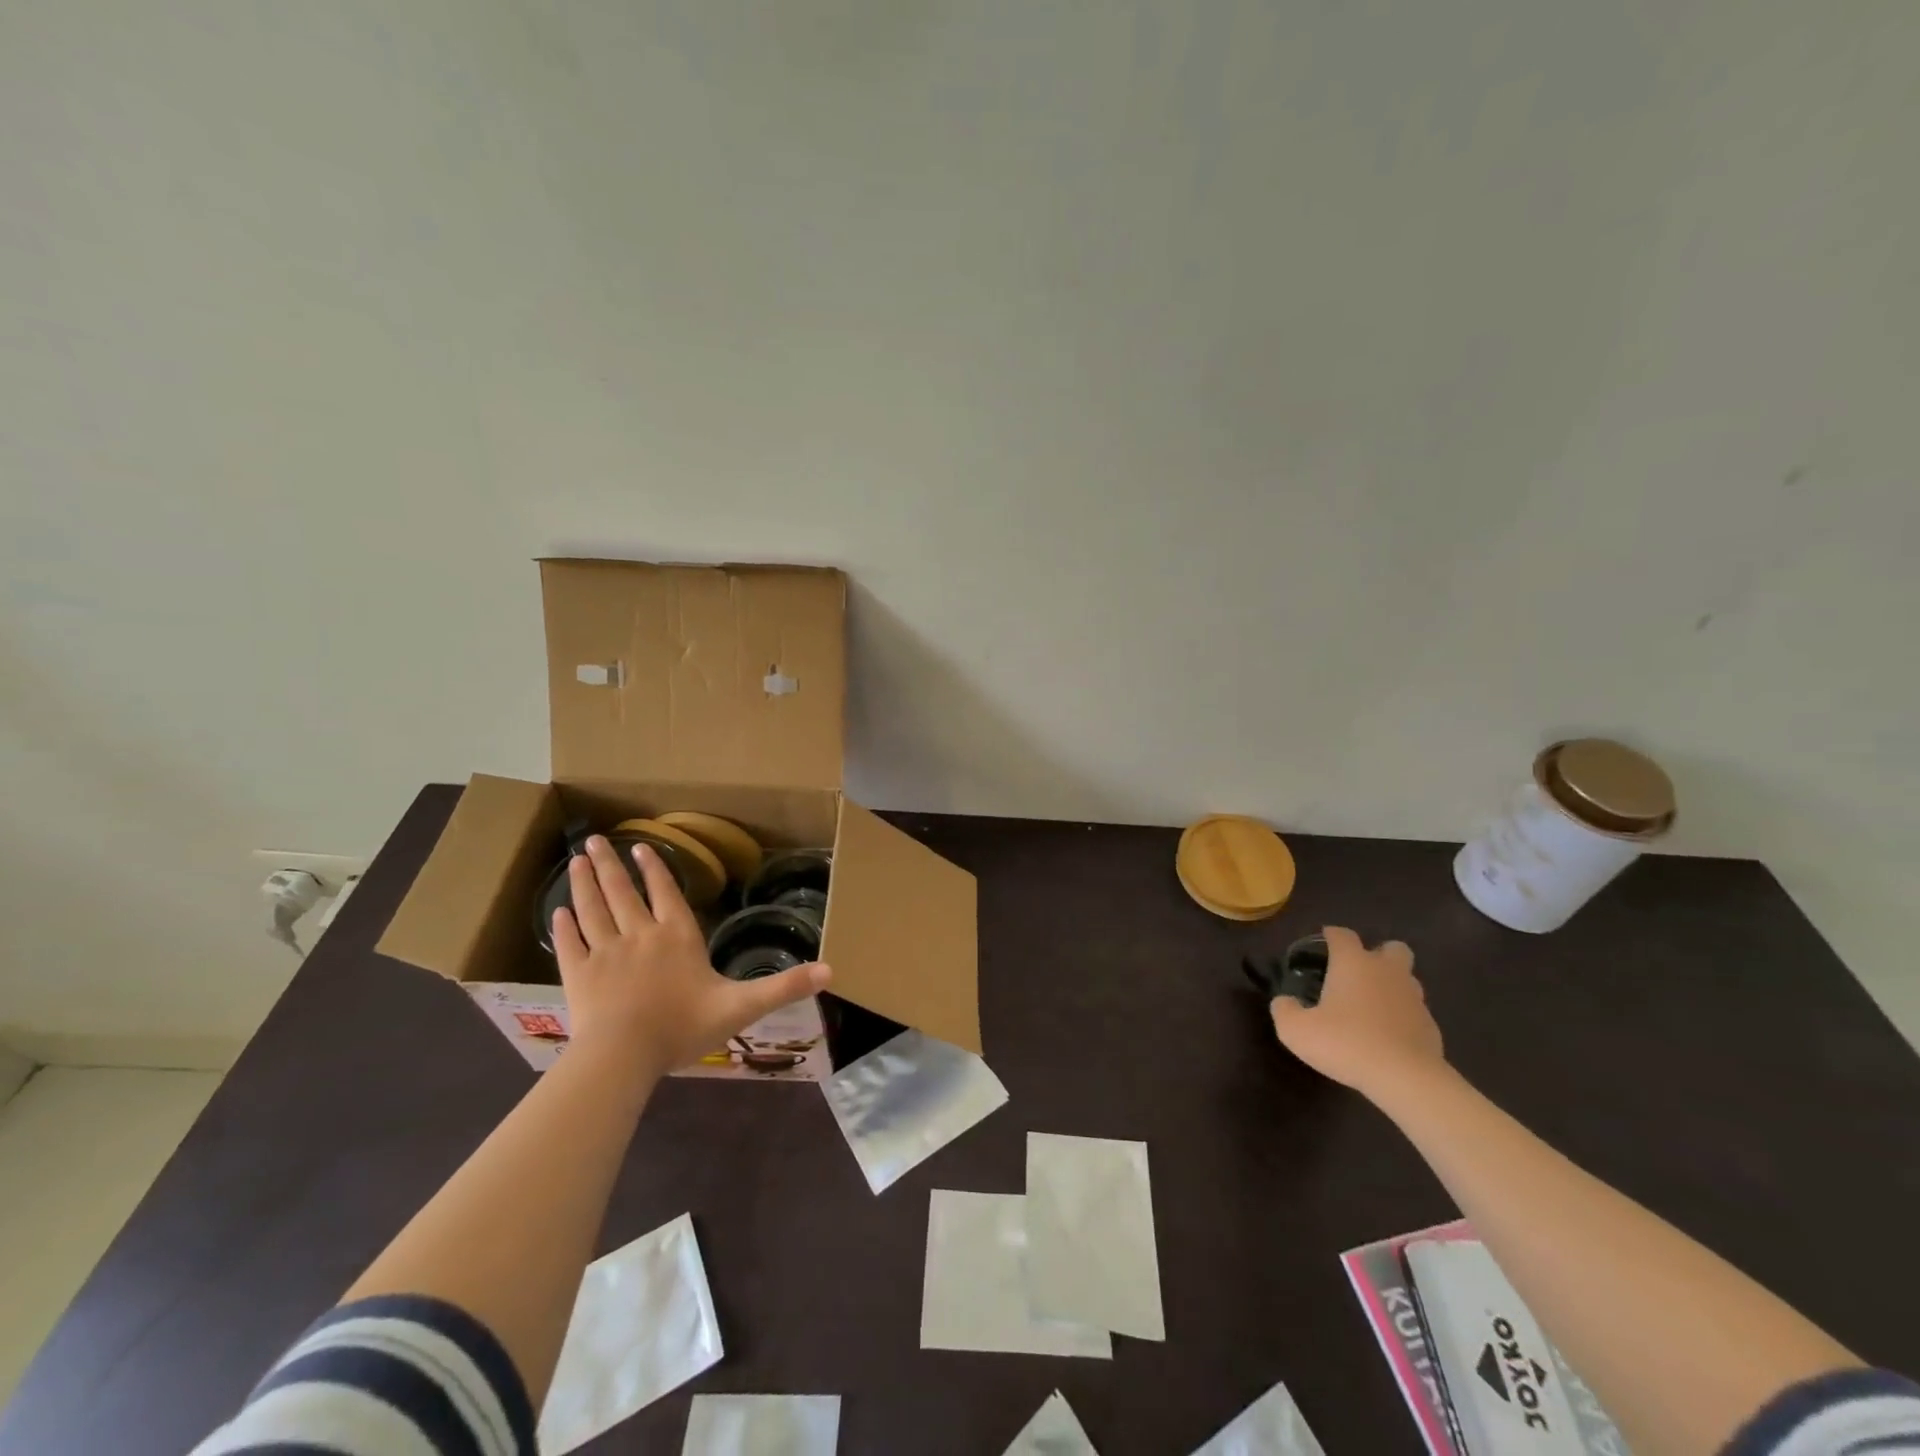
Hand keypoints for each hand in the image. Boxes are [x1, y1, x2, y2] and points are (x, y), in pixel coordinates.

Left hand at [552, 836, 830, 1078]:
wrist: (622, 1056)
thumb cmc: (683, 1027)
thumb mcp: (742, 1006)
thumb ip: (784, 987)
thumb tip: (831, 970)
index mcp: (676, 936)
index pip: (664, 893)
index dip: (653, 869)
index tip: (638, 847)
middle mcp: (639, 934)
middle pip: (622, 892)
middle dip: (610, 864)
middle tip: (596, 839)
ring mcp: (604, 953)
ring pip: (593, 909)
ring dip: (585, 883)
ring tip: (578, 859)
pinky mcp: (577, 975)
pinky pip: (570, 943)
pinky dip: (564, 925)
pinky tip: (558, 910)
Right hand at [1269, 926, 1444, 1098]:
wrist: (1406, 1079)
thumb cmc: (1346, 1043)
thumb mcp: (1296, 1030)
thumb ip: (1284, 1010)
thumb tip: (1285, 1002)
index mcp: (1354, 963)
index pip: (1342, 935)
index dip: (1330, 936)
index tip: (1322, 945)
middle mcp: (1387, 972)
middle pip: (1391, 948)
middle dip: (1378, 954)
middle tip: (1358, 974)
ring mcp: (1414, 998)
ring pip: (1407, 979)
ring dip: (1392, 985)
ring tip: (1371, 1007)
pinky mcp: (1431, 1026)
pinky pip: (1414, 1011)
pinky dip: (1402, 1017)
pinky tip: (1387, 1036)